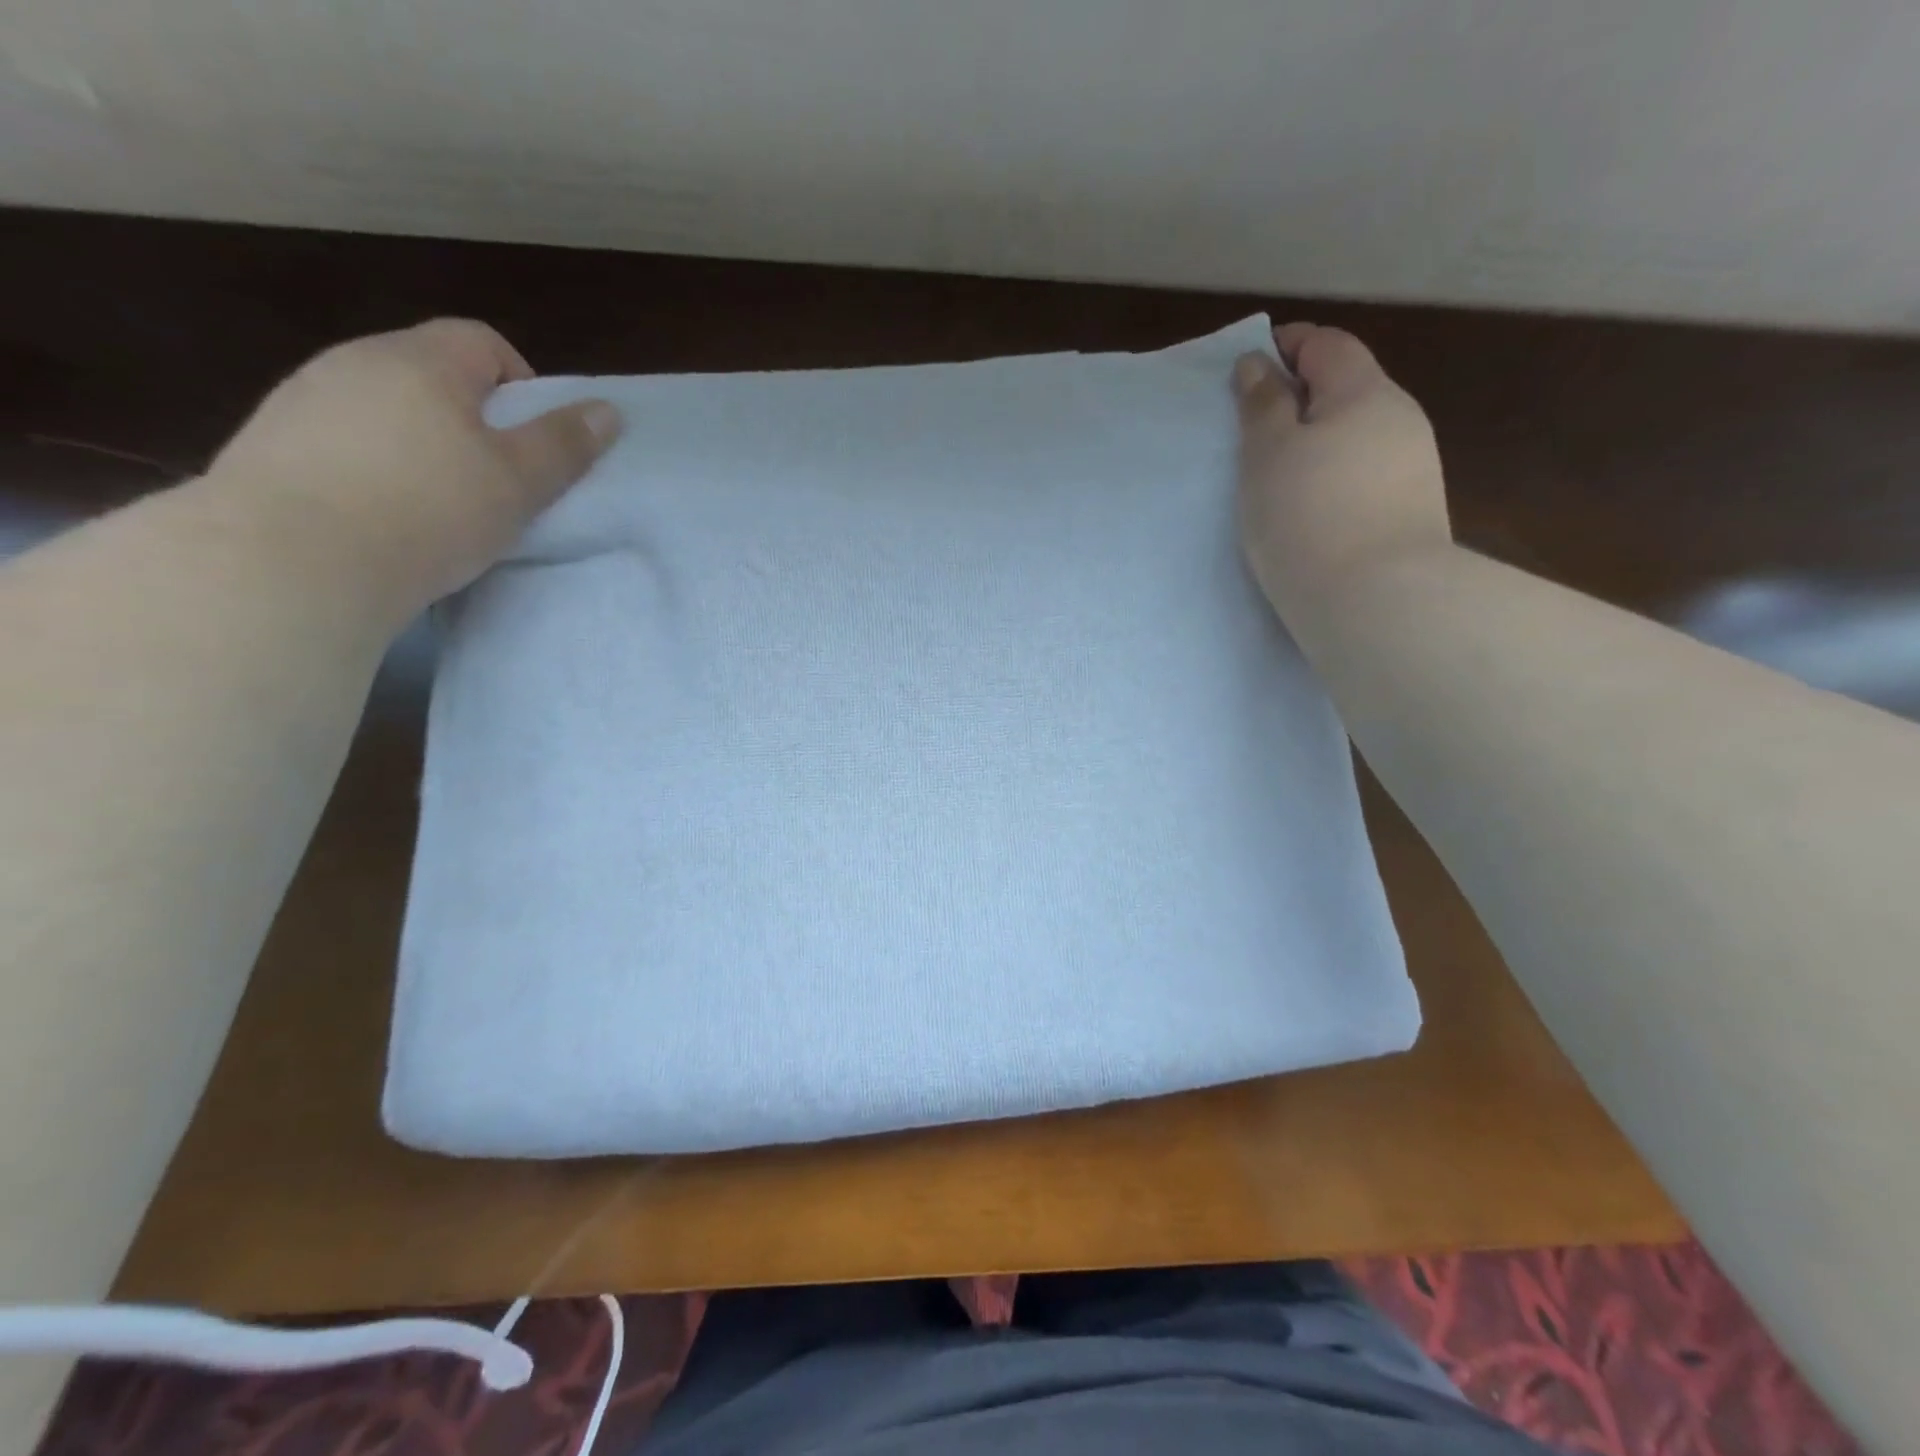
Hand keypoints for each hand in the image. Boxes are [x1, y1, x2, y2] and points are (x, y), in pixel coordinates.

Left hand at [204, 318, 621, 623]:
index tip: (534, 440)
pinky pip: (342, 438)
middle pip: (432, 371)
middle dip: (472, 416)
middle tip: (495, 478)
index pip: (482, 341)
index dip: (521, 383)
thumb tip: (607, 411)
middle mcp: (356, 360)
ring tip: (437, 502)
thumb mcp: (518, 483)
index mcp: (422, 361)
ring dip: (419, 440)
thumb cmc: (428, 512)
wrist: (292, 560)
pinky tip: (382, 513)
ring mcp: (303, 397)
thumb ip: (563, 444)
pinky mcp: (269, 441)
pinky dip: (372, 464)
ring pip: (384, 405)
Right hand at [1232, 322, 1450, 632]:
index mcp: (1365, 392)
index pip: (1327, 345)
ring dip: (1318, 443)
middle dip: (1301, 398)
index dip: (1287, 345)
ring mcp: (1412, 469)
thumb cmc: (1307, 515)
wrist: (1376, 601)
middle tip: (1253, 429)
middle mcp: (1400, 420)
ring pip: (1356, 437)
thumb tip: (1259, 363)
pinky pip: (1363, 477)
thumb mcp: (1268, 454)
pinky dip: (1333, 478)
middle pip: (1347, 390)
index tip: (1249, 364)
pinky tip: (1309, 510)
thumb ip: (1262, 404)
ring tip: (1277, 477)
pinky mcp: (1410, 513)